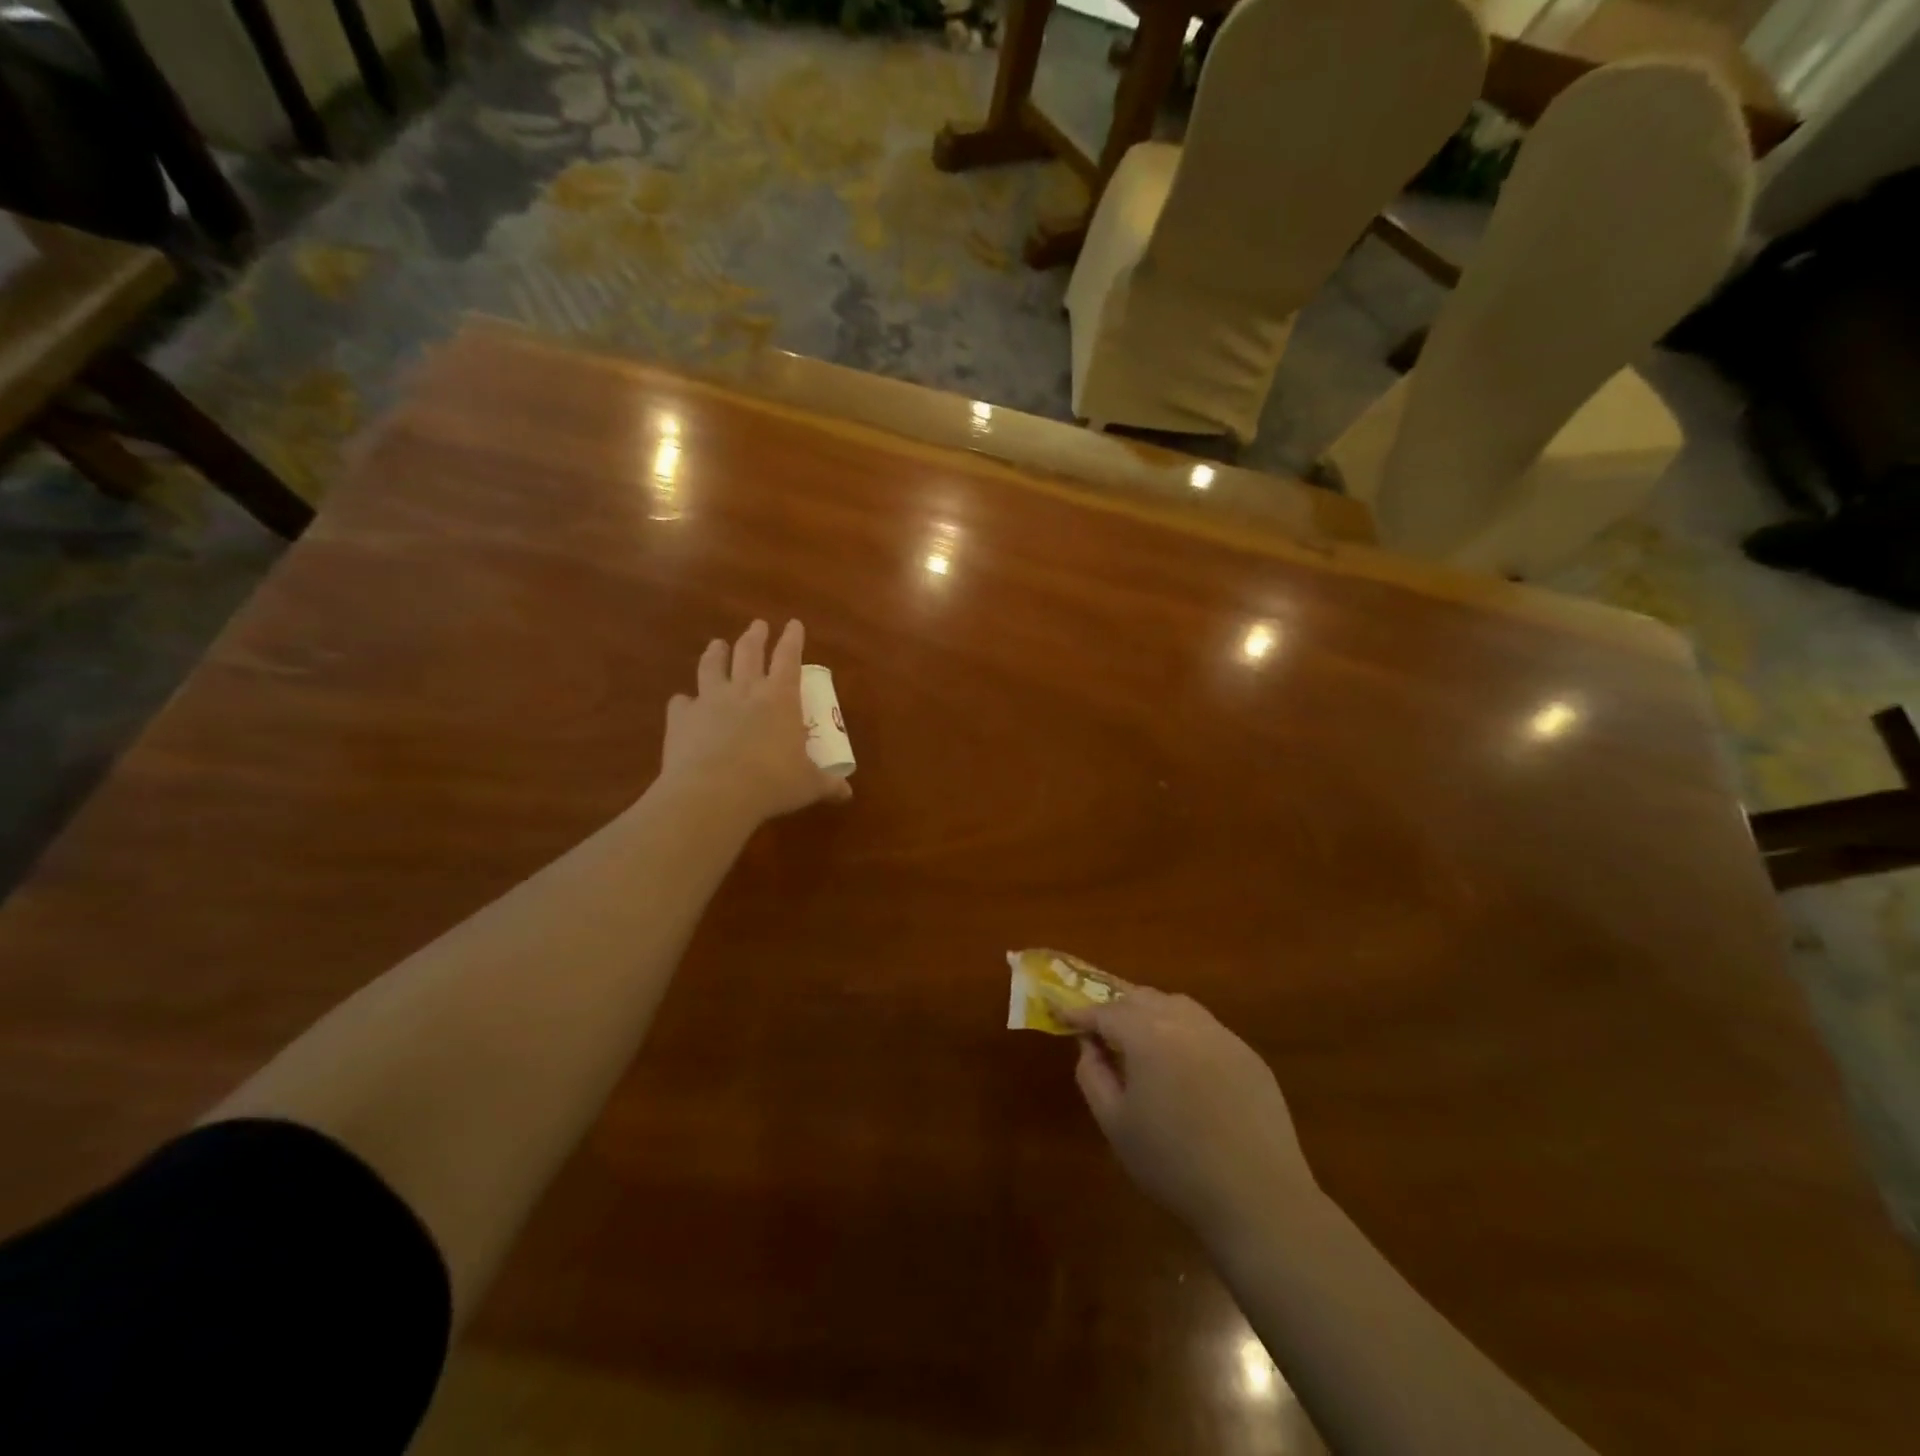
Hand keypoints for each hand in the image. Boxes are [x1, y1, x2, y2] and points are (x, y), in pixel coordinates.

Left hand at [660, 619, 851, 823]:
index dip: (793, 639)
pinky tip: (683, 703)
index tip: (794, 624)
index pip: (789, 657)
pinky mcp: (681, 718)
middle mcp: (744, 690)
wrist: (713, 793)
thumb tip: (847, 793)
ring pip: (712, 666)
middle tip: (758, 625)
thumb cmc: (772, 784)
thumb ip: (827, 784)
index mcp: (780, 698)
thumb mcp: (808, 785)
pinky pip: (681, 703)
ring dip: (715, 653)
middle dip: (755, 636)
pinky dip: (684, 702)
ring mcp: (709, 701)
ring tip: (716, 644)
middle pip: (749, 652)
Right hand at [1061, 987, 1315, 1241]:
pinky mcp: (1248, 1055)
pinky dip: (1183, 1033)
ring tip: (1139, 1040)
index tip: (1062, 1015)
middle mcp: (1185, 1021)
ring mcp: (1222, 1035)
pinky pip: (1205, 1029)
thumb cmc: (1173, 1164)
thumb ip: (1092, 1075)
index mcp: (1147, 1034)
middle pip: (1141, 997)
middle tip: (1099, 1028)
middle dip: (1116, 1007)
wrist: (1257, 1198)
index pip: (1105, 1011)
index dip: (1080, 1012)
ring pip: (1176, 1005)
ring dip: (1151, 1013)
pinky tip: (1182, 1065)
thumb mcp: (1115, 1124)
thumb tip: (1089, 1045)